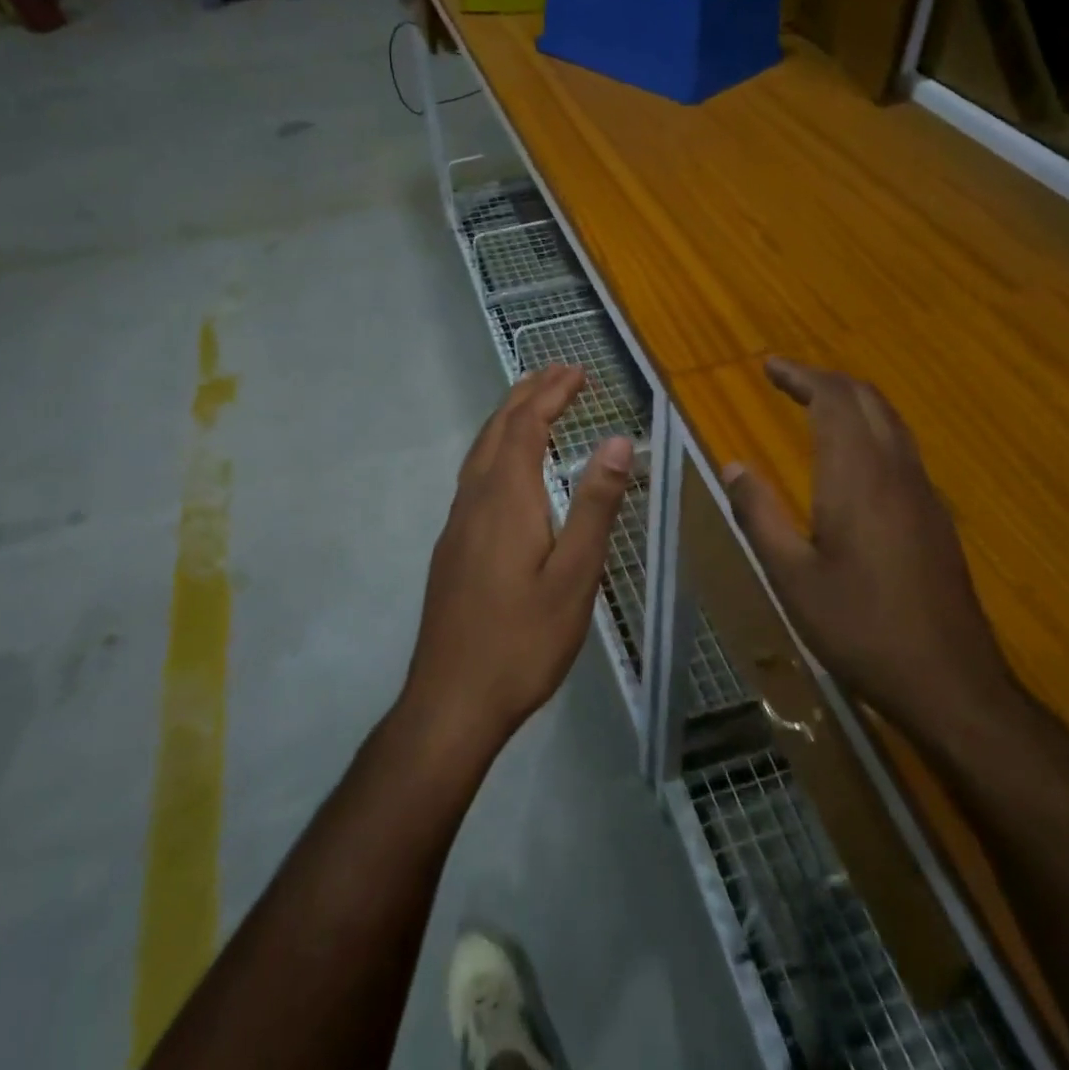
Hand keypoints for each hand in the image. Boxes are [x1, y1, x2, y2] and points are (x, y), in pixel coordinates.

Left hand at [402, 364, 633, 755]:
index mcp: (505, 498)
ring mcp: (457, 523)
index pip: (527, 425)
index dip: (552, 392)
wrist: (451, 699)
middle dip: (528, 393)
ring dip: (509, 418)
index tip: (578, 369)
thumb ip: (595, 506)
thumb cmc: (522, 641)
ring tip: (536, 402)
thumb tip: (617, 440)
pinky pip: (475, 475)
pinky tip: (509, 467)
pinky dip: (497, 448)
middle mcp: (474, 499)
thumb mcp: (575, 576)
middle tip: (559, 371)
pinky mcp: (452, 545)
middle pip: (498, 429)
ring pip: (481, 451)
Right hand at [722, 358, 1014, 744]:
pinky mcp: (935, 516)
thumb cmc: (860, 629)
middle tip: (786, 380)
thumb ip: (759, 515)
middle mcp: (896, 471)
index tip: (769, 367)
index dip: (801, 376)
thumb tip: (732, 465)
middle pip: (867, 399)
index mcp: (858, 477)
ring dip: (851, 401)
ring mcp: (923, 492)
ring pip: (890, 421)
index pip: (834, 400)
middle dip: (825, 380)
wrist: (951, 682)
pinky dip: (870, 428)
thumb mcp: (791, 577)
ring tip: (814, 405)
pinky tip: (851, 456)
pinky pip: (901, 447)